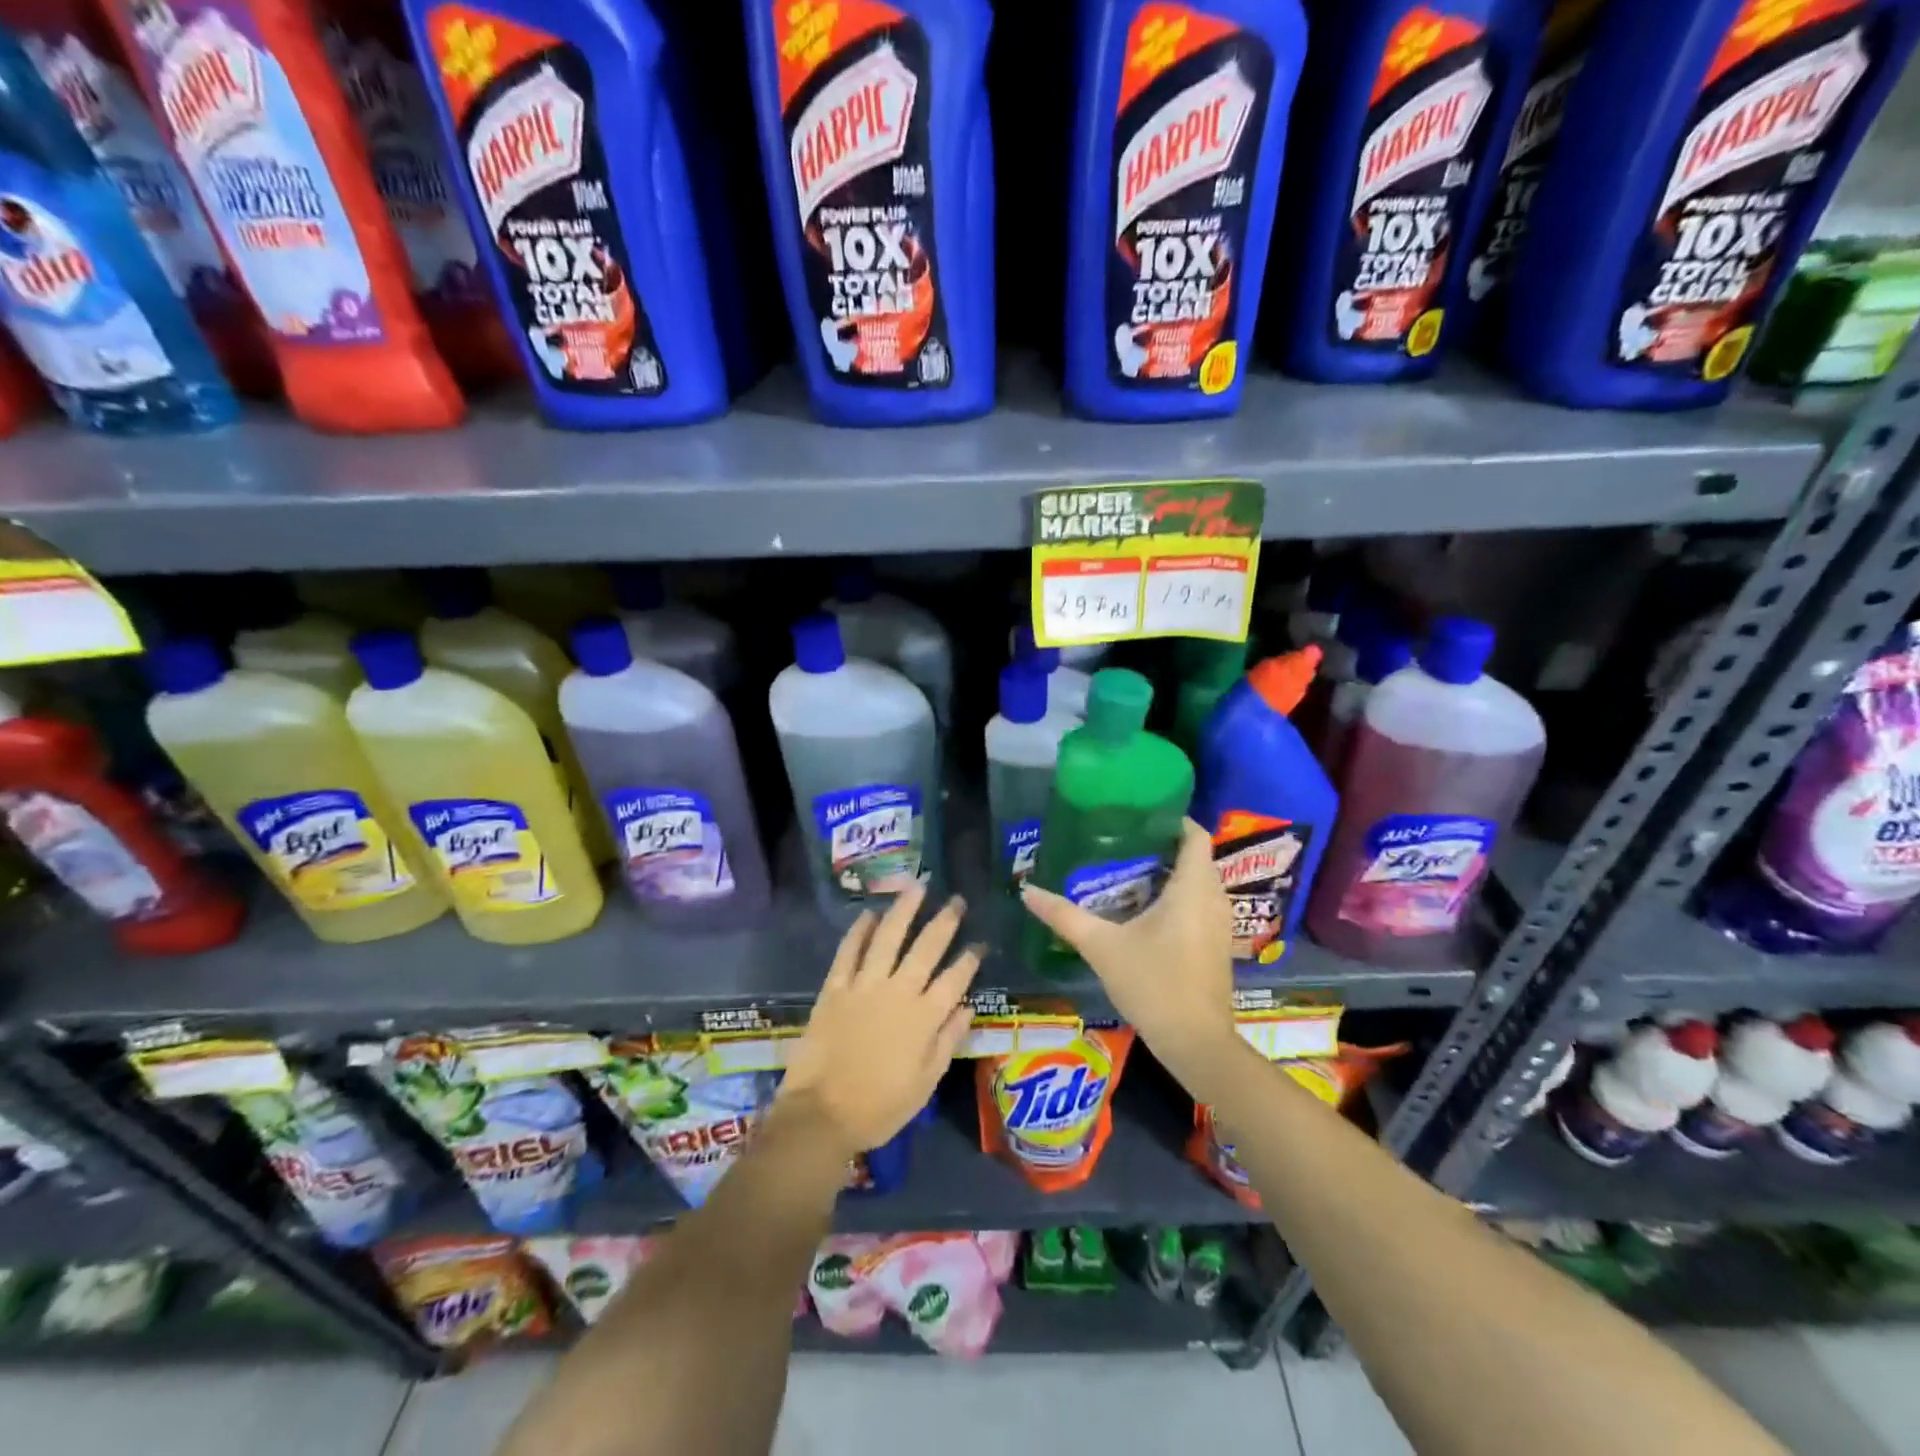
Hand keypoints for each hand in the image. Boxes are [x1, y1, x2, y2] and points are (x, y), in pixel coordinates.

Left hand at [777, 884, 981, 1160]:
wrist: (821, 1115)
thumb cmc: (879, 1106)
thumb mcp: (925, 1083)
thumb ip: (948, 1041)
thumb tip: (968, 1006)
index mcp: (924, 1018)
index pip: (955, 979)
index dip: (970, 958)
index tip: (980, 941)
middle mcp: (898, 992)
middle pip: (926, 948)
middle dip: (945, 921)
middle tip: (957, 900)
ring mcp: (864, 986)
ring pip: (888, 937)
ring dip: (904, 909)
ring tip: (917, 886)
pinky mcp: (835, 987)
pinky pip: (849, 951)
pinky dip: (859, 930)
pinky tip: (869, 913)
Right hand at [1020, 819, 1236, 1083]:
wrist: (1196, 1043)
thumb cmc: (1154, 984)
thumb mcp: (1102, 947)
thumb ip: (1064, 916)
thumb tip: (1027, 890)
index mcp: (1193, 888)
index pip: (1195, 835)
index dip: (1173, 818)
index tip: (1139, 812)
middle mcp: (1214, 899)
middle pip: (1195, 857)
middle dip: (1163, 844)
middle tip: (1122, 839)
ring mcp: (1220, 925)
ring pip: (1199, 883)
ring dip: (1170, 872)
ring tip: (1128, 868)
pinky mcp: (1216, 946)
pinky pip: (1200, 905)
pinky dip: (1178, 897)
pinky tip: (1144, 909)